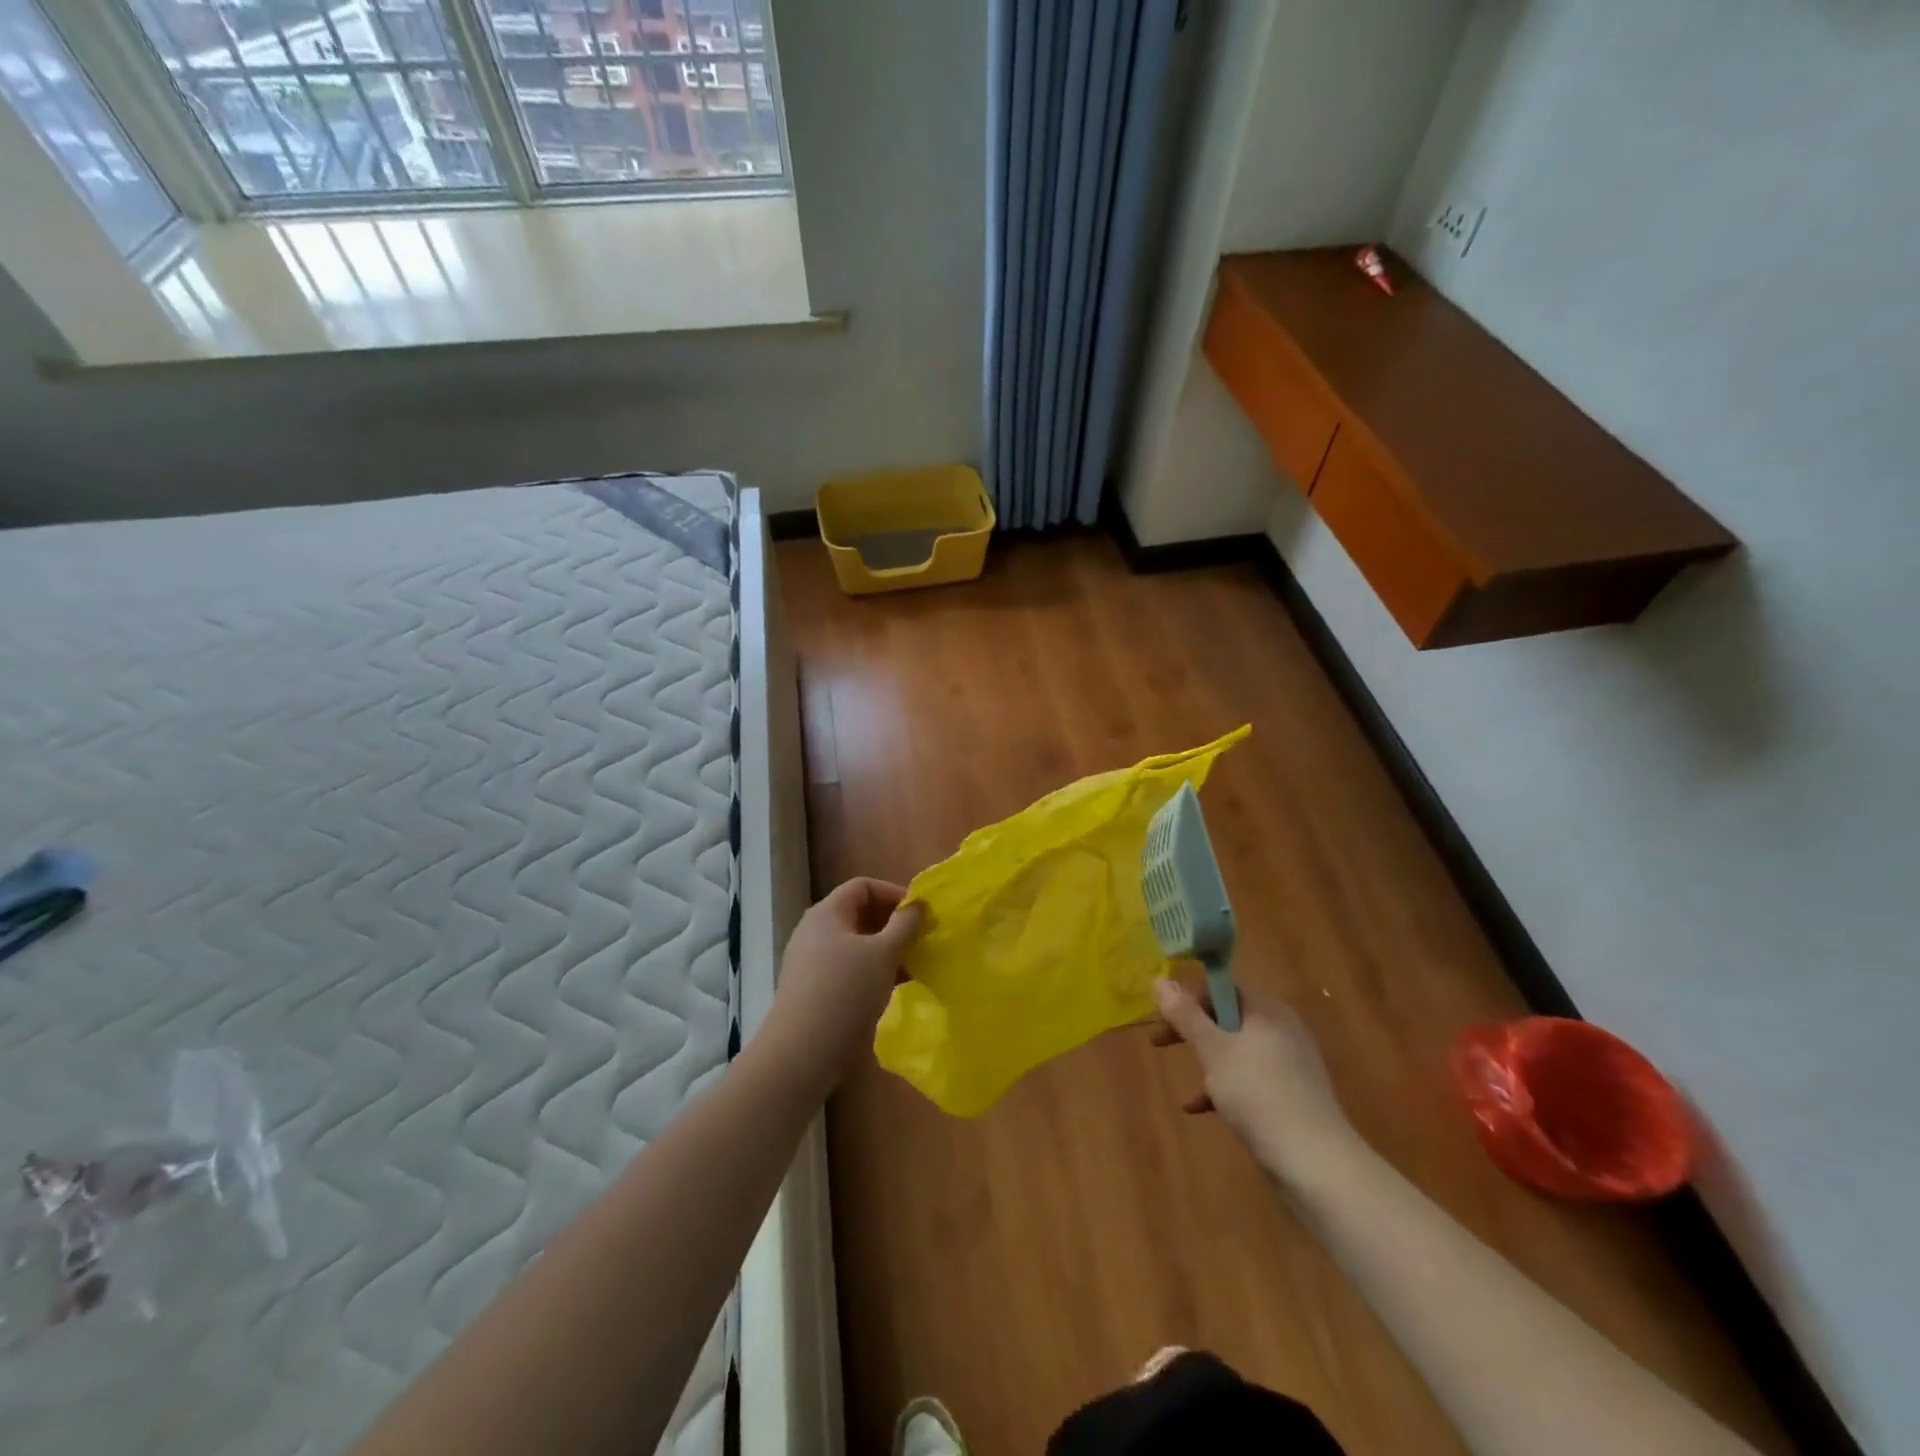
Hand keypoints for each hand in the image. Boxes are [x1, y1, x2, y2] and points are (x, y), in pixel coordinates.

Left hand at [765, 878, 923, 1092]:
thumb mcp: (884, 953)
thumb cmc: (846, 990)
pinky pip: (850, 969)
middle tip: (921, 939)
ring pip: (856, 945)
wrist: (803, 1052)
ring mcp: (812, 962)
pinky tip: (895, 988)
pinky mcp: (815, 990)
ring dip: (886, 951)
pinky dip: (873, 972)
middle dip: (893, 924)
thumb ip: (905, 925)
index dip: (893, 893)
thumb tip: (918, 905)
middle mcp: (815, 932)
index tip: (919, 913)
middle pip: (859, 914)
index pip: (862, 886)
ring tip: (914, 965)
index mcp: (827, 913)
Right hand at [1152, 979, 1359, 1181]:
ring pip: (1236, 1050)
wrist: (1314, 1163)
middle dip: (1192, 1031)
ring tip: (1184, 1081)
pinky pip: (1249, 1079)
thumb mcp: (1213, 1050)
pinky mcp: (1291, 1095)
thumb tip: (1160, 981)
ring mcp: (1289, 1064)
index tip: (1162, 1018)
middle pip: (1227, 1018)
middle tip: (1160, 1043)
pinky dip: (1224, 1087)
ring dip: (1207, 1060)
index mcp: (1267, 1010)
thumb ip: (1185, 1015)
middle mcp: (1282, 1029)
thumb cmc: (1258, 1094)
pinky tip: (1200, 1108)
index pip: (1221, 988)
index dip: (1188, 998)